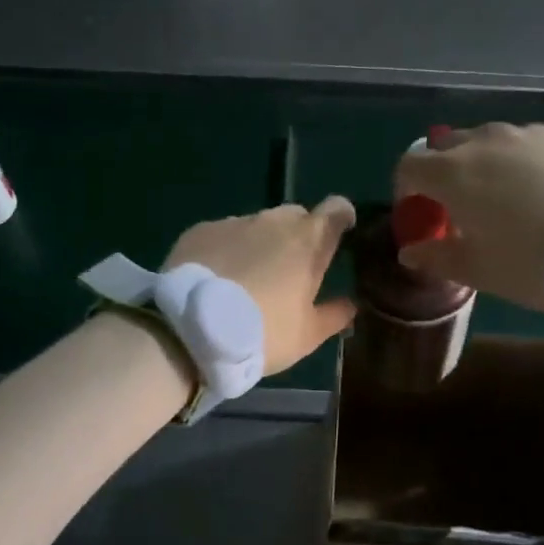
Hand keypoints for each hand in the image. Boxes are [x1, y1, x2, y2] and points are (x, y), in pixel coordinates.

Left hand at [165, 197, 358, 375]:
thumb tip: (351, 303)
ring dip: (260, 243)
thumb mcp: (307, 335)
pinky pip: (224, 233)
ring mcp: (235, 222)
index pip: (336, 209)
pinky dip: (227, 249)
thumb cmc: (262, 333)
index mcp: (308, 242)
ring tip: (248, 277)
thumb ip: (335, 314)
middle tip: (290, 269)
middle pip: (296, 216)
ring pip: (258, 225)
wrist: (192, 331)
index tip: (341, 232)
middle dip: (299, 235)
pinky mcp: (201, 230)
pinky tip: (217, 277)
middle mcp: (274, 221)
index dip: (341, 217)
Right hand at [394, 124, 543, 310]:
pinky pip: (525, 144)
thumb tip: (411, 252)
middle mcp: (485, 142)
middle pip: (446, 148)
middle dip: (443, 174)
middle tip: (460, 208)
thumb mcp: (482, 270)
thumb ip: (438, 257)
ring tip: (504, 199)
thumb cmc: (538, 261)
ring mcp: (527, 134)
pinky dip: (518, 162)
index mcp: (454, 173)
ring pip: (487, 142)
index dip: (407, 189)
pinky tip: (542, 191)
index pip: (409, 165)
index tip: (421, 215)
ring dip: (482, 165)